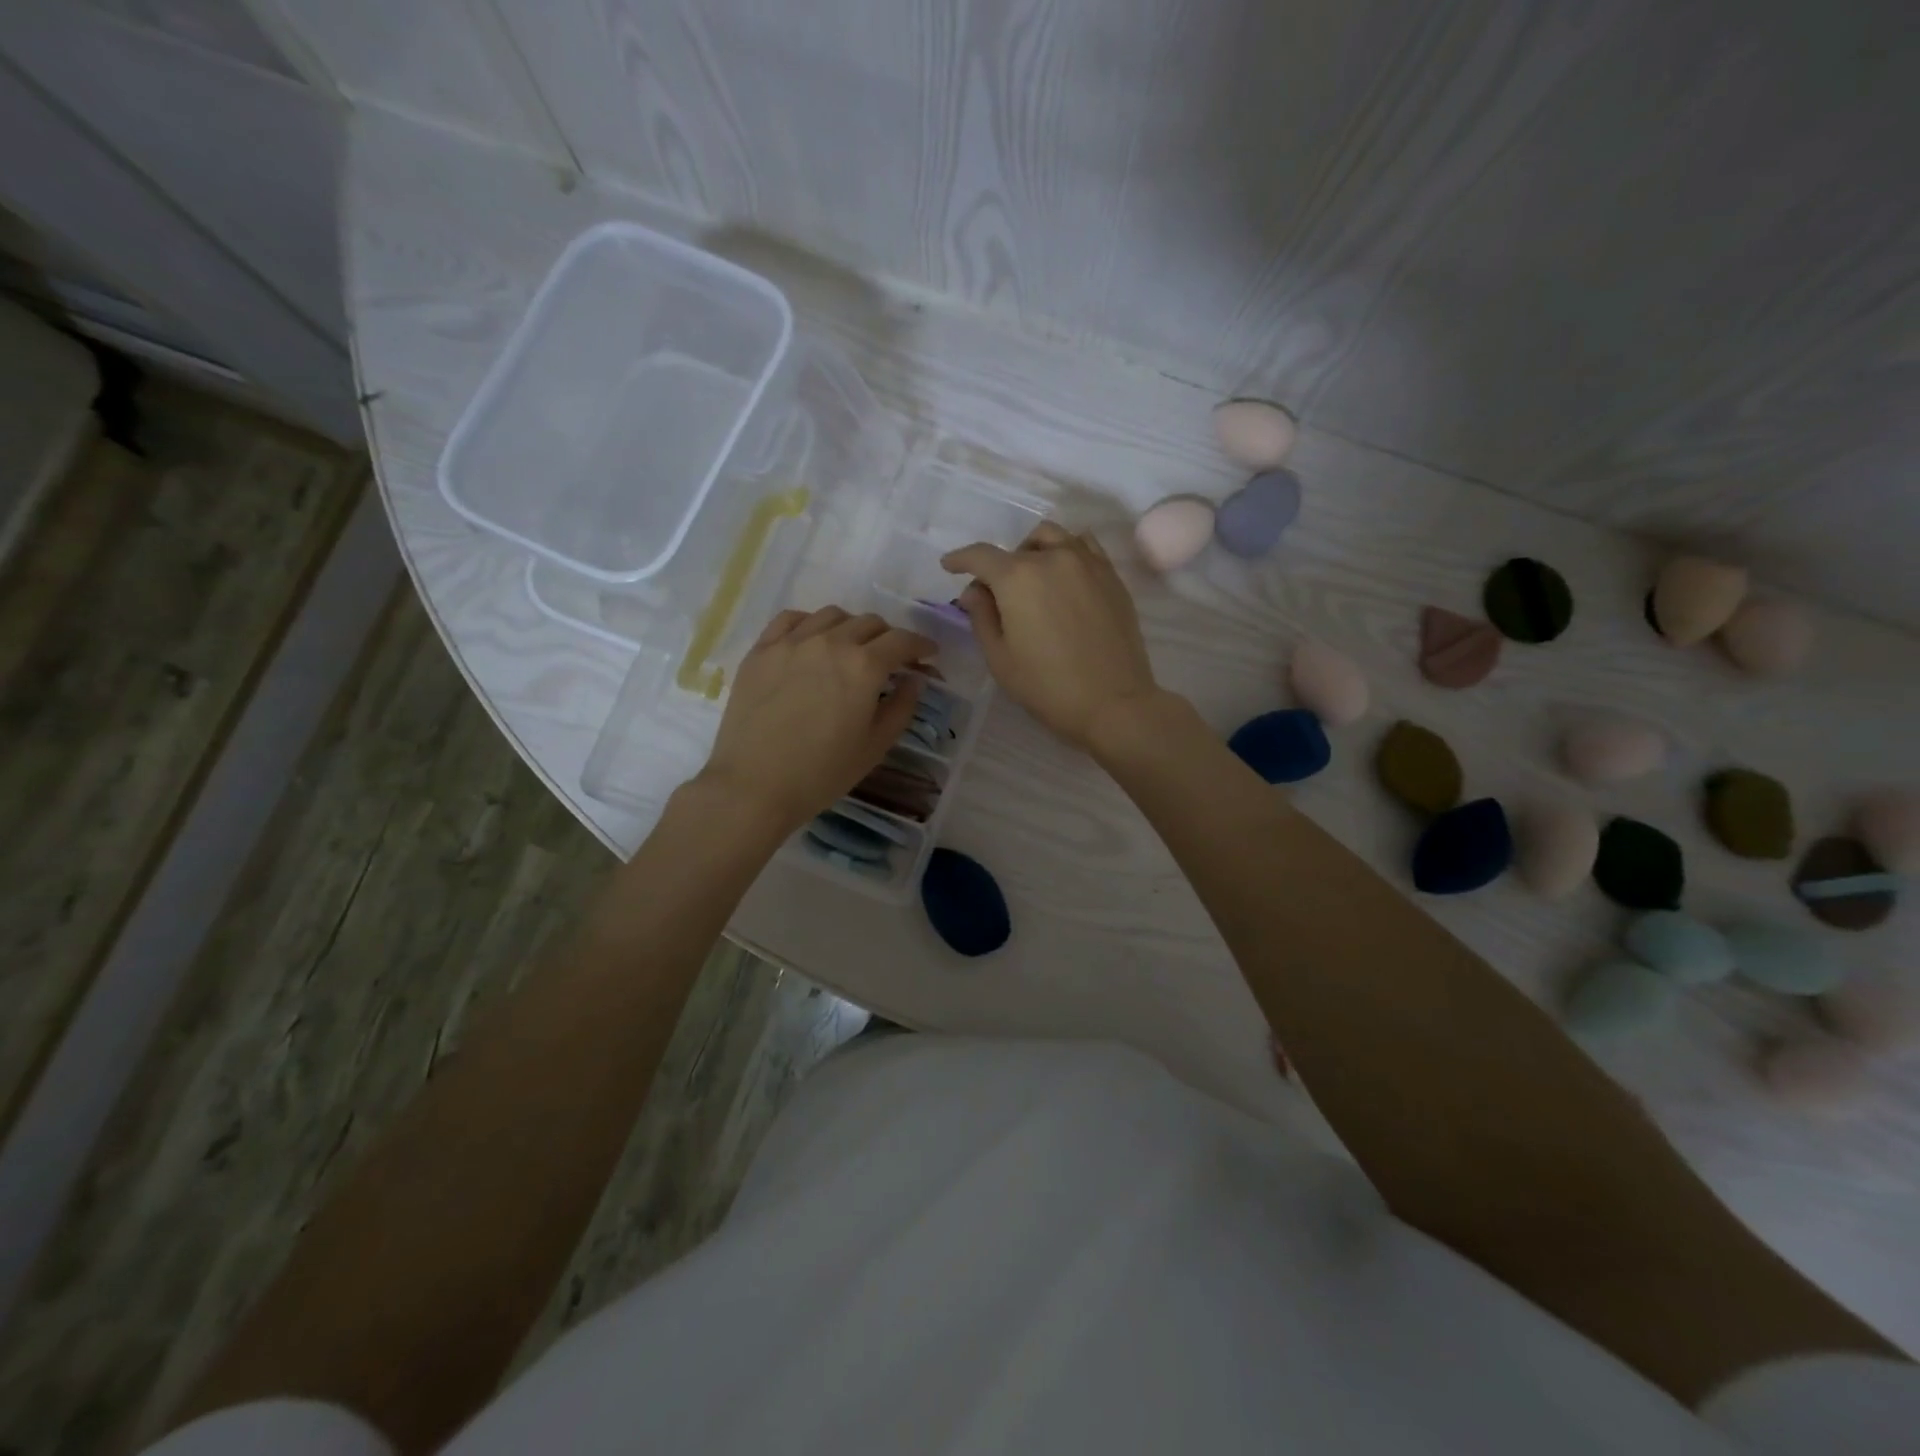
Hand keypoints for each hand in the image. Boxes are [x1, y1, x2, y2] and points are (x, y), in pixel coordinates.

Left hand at [696, 606, 935, 836]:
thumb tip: (914, 679)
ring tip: (850, 649)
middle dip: (888, 638)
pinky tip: (812, 641)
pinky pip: (791, 619)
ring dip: (851, 627)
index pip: (902, 641)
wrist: (754, 786)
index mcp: (864, 666)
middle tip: (890, 660)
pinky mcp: (761, 650)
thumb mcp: (875, 747)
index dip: (921, 646)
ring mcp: (792, 642)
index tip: (928, 655)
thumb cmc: (822, 773)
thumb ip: (901, 707)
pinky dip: (810, 624)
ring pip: (832, 615)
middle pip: (869, 623)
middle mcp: (830, 642)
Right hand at [942, 522, 1160, 751]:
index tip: (949, 566)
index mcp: (1018, 578)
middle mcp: (1053, 558)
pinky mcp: (1112, 576)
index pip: (981, 555)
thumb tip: (974, 590)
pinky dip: (1067, 551)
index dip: (960, 559)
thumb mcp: (1000, 658)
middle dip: (1001, 564)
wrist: (1113, 702)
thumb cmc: (1047, 686)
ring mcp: (1088, 563)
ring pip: (1054, 537)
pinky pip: (1085, 546)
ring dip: (1035, 550)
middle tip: (998, 594)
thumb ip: (982, 617)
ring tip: (1034, 579)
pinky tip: (1065, 577)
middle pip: (1018, 546)